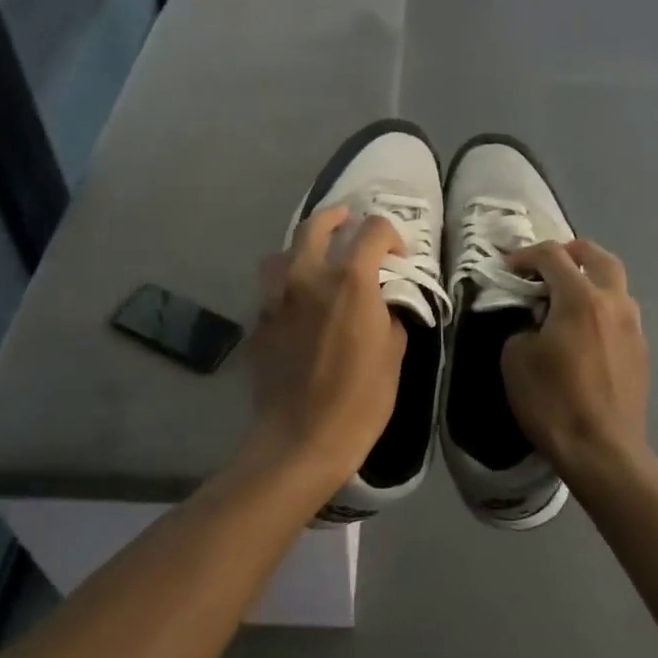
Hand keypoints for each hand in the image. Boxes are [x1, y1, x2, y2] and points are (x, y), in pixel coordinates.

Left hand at [248, 207, 405, 485]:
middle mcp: (308, 276)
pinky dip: (287, 282)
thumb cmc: (359, 399)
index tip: (398, 256)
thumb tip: (385, 300)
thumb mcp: (394, 354)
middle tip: (350, 223)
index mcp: (349, 280)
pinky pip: (271, 287)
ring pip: (284, 251)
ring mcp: (277, 298)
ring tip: (317, 260)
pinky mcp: (259, 321)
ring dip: (303, 247)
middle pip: (317, 225)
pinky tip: (298, 302)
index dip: (391, 235)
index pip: (373, 231)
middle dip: (338, 218)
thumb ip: (391, 314)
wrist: (299, 439)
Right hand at [501, 240, 650, 485]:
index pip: (553, 256)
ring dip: (592, 280)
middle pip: (599, 257)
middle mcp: (614, 303)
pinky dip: (602, 308)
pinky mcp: (641, 351)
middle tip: (549, 264)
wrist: (603, 451)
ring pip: (617, 285)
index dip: (527, 255)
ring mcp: (634, 327)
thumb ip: (524, 327)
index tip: (509, 268)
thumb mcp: (516, 359)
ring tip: (568, 297)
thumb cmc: (553, 403)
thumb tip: (536, 324)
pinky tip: (585, 332)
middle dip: (573, 252)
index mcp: (581, 299)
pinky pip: (621, 314)